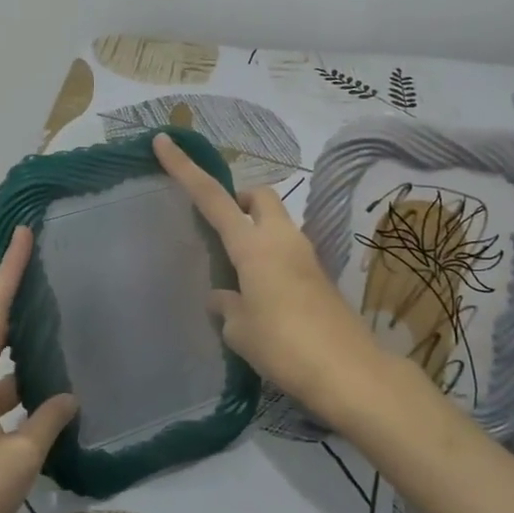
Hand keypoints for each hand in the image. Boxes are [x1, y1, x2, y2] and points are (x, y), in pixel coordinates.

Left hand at [0, 226, 76, 512]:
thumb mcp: (22, 456)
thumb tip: (68, 396)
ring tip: (50, 317)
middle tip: (37, 262)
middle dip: (10, 291)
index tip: (22, 234)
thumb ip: (48, 419)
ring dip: (17, 337)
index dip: (9, 270)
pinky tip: (44, 385)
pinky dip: (18, 377)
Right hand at [153, 133, 387, 419]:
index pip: (212, 197)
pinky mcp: (320, 277)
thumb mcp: (240, 329)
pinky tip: (260, 296)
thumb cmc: (284, 345)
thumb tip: (221, 296)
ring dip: (257, 232)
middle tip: (221, 227)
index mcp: (253, 246)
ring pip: (278, 223)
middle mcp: (282, 240)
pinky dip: (270, 258)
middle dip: (240, 199)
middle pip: (261, 196)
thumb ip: (226, 305)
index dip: (185, 169)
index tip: (164, 141)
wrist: (348, 372)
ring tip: (236, 273)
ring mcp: (306, 256)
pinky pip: (288, 252)